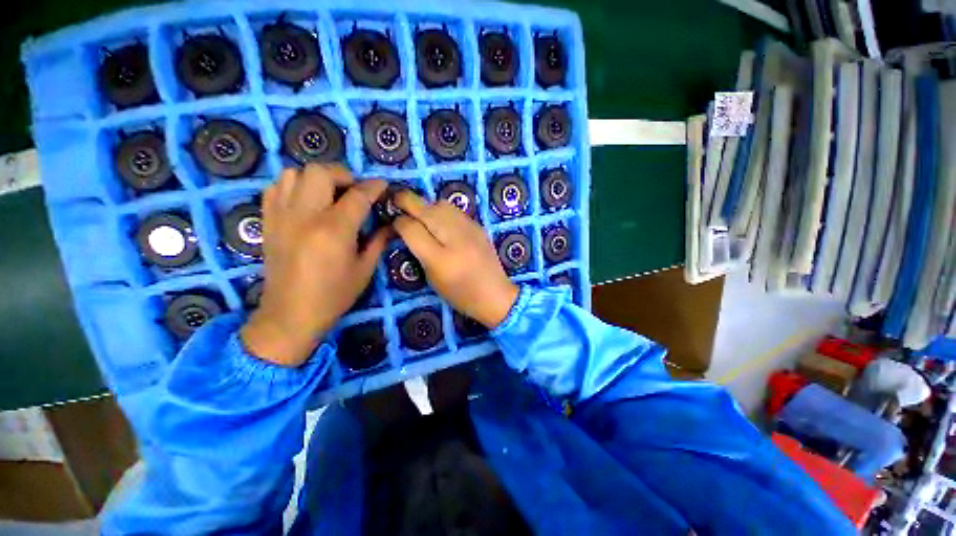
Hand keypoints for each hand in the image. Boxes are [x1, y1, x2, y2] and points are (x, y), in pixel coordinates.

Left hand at [241, 164, 388, 366]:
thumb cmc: (334, 295)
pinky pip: (276, 188)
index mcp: (334, 230)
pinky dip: (293, 186)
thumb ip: (379, 241)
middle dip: (343, 175)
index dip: (374, 187)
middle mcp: (305, 216)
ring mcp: (281, 216)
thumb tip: (392, 225)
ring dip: (317, 178)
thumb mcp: (364, 269)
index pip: (358, 195)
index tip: (383, 185)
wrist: (290, 314)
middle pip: (321, 172)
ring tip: (329, 195)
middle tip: (354, 191)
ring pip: (294, 173)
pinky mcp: (268, 221)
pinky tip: (306, 201)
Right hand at [392, 190, 518, 328]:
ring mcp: (469, 229)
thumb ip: (419, 251)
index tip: (394, 223)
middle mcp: (455, 238)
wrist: (495, 294)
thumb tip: (407, 228)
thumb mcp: (433, 277)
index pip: (411, 228)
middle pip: (425, 208)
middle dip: (406, 202)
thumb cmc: (460, 294)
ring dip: (426, 206)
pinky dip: (442, 211)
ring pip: (440, 203)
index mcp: (440, 259)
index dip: (398, 222)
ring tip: (421, 215)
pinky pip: (454, 210)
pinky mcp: (478, 226)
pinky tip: (441, 221)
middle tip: (397, 201)